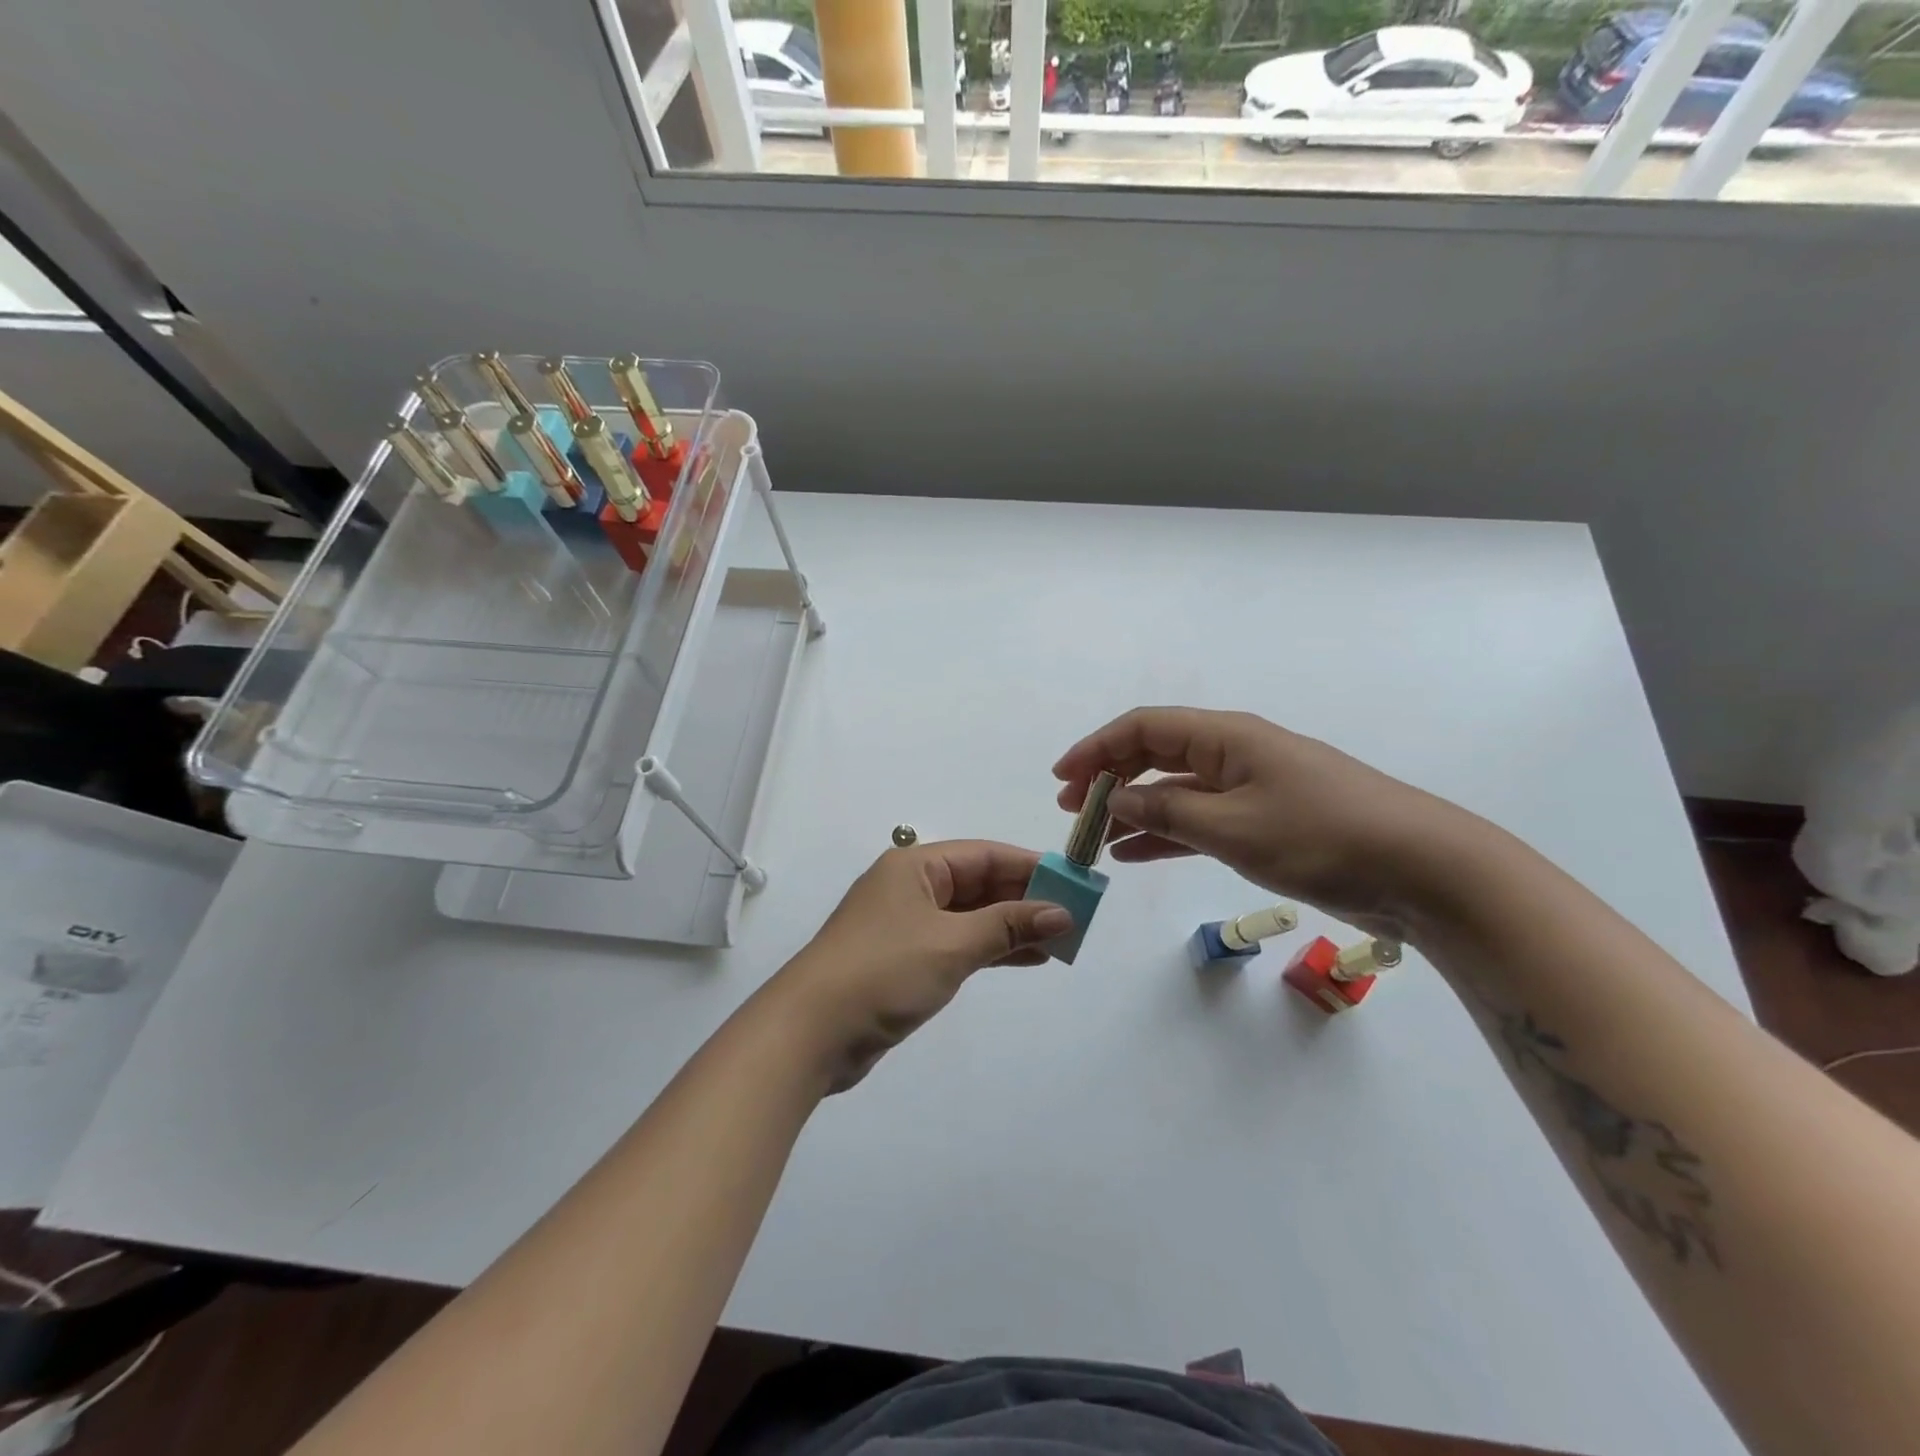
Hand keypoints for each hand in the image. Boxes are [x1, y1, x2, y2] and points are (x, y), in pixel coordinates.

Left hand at [769, 841, 1071, 1091]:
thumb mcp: (952, 944)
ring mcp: (908, 925)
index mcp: (916, 866)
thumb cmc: (883, 972)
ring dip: (1013, 926)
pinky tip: (1027, 958)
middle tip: (1075, 916)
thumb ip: (1008, 926)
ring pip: (972, 916)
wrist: (810, 1032)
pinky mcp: (906, 959)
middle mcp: (912, 887)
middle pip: (979, 884)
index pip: (985, 855)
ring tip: (1061, 940)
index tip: (1074, 881)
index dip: (1031, 866)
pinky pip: (959, 943)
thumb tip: (1062, 912)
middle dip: (1025, 899)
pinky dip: (991, 949)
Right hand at [1053, 707, 1489, 939]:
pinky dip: (1166, 833)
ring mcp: (1250, 789)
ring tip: (1094, 839)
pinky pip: (1200, 820)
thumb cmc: (1323, 836)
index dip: (1097, 748)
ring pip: (1175, 791)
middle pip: (1155, 756)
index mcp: (1226, 737)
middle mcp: (1234, 754)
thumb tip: (1114, 799)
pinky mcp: (1265, 823)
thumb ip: (1166, 811)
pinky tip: (1136, 853)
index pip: (1144, 728)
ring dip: (1133, 811)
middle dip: (1109, 779)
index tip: (1061, 779)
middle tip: (1071, 811)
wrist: (1423, 870)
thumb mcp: (1233, 826)